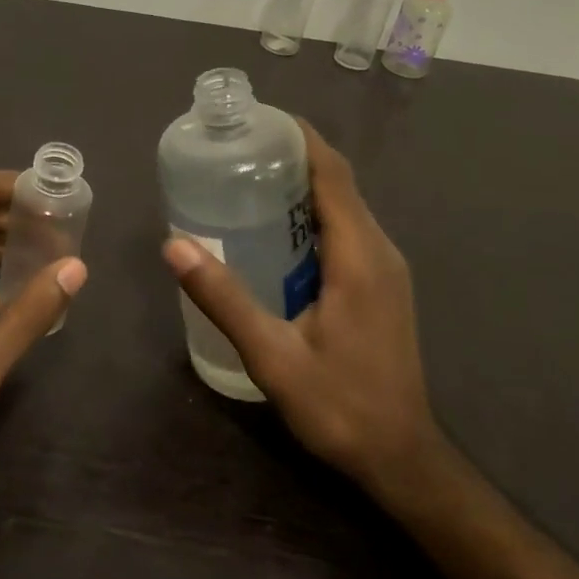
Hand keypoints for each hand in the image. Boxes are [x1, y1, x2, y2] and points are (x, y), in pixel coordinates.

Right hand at [163, 119, 436, 495]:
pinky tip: (275, 231)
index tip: (258, 119)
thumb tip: (175, 245)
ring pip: (344, 207)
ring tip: (248, 178)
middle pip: (339, 183)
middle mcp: (380, 251)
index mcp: (359, 256)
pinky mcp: (382, 286)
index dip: (300, 138)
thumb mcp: (273, 356)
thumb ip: (224, 299)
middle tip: (238, 148)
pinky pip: (347, 231)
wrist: (402, 459)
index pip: (333, 174)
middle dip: (294, 156)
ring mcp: (386, 269)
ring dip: (303, 185)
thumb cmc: (340, 406)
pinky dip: (313, 214)